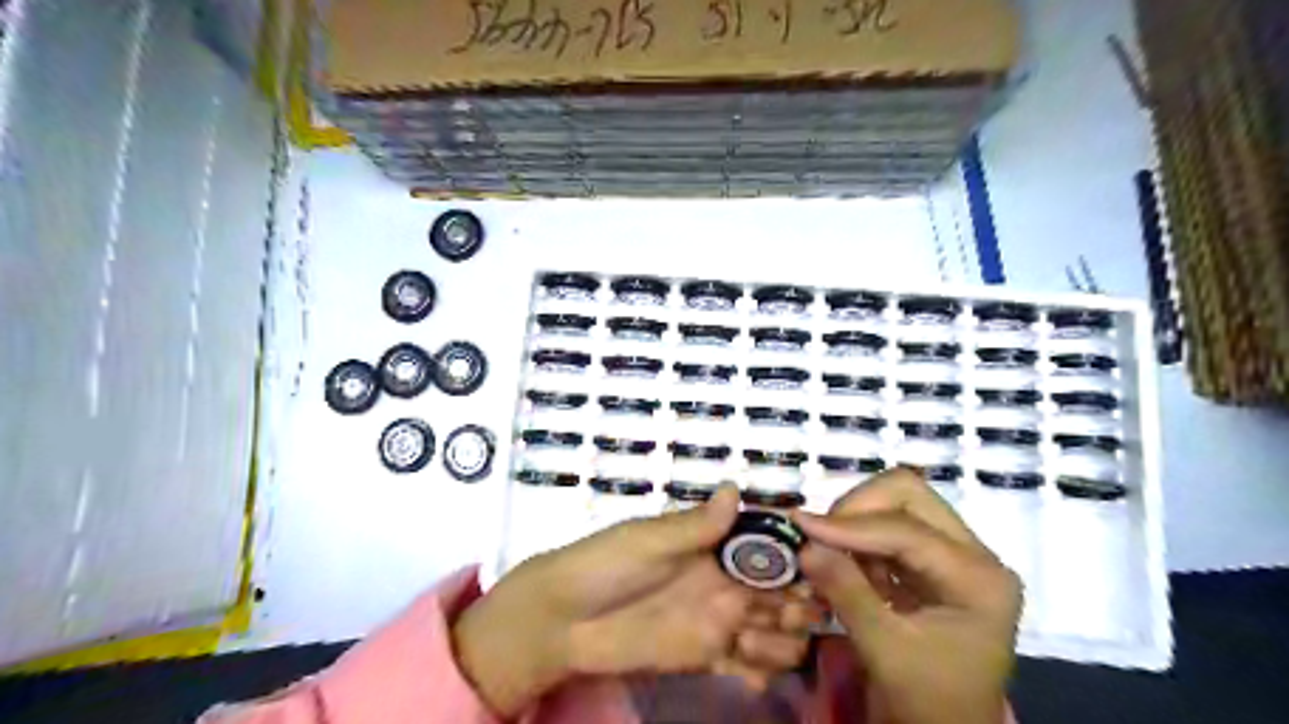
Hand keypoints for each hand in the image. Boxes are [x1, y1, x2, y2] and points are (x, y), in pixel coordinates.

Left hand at [456, 483, 813, 713]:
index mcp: (713, 546)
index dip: (796, 553)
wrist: (563, 621)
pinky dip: (760, 673)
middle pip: (785, 589)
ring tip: (750, 642)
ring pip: (776, 630)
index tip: (814, 566)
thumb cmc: (604, 566)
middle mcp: (725, 581)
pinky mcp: (707, 658)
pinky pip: (749, 667)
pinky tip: (748, 676)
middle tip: (787, 614)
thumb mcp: (647, 540)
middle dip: (800, 601)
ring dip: (782, 640)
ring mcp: (718, 621)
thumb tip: (735, 488)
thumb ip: (694, 525)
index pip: (768, 544)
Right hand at [792, 468, 1022, 723]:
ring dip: (857, 521)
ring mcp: (957, 555)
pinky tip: (846, 564)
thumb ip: (846, 592)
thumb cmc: (928, 700)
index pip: (907, 531)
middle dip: (858, 508)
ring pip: (899, 503)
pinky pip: (892, 526)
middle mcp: (975, 555)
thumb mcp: (885, 649)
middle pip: (909, 494)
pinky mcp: (936, 562)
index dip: (850, 525)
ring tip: (832, 554)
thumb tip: (805, 545)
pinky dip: (861, 538)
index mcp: (978, 579)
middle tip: (822, 536)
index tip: (801, 525)